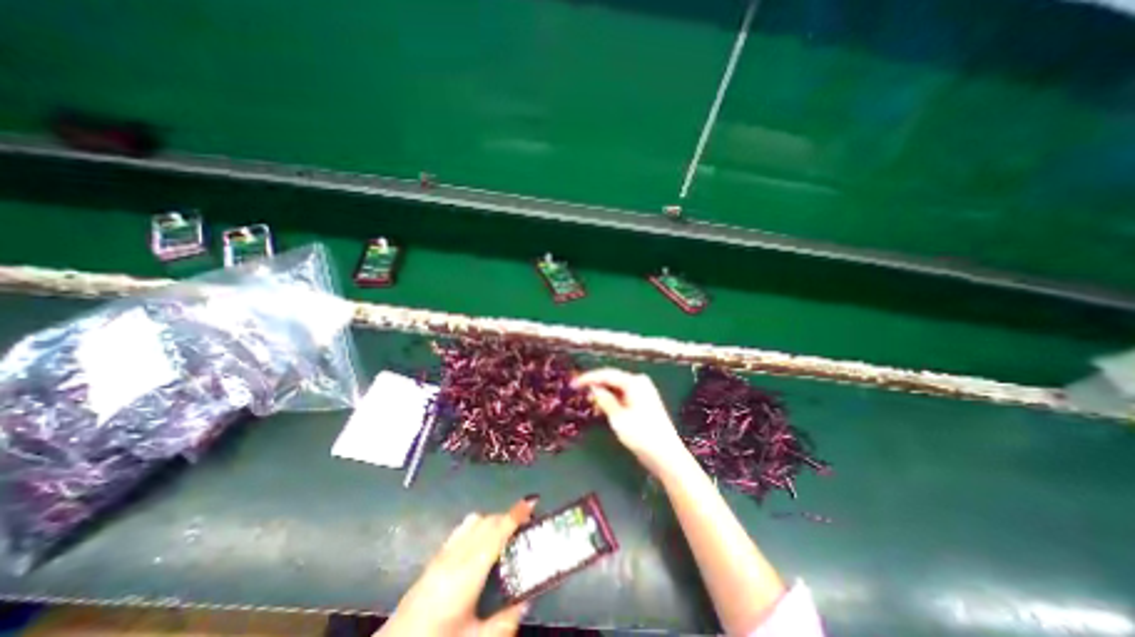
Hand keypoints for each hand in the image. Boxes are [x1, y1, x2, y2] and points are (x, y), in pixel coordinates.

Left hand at [382, 501, 537, 634]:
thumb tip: (526, 602)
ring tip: (504, 534)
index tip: (532, 502)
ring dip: (492, 520)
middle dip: (508, 516)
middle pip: (487, 521)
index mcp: (469, 570)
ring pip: (473, 522)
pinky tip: (479, 544)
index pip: (497, 531)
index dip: (516, 514)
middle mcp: (456, 554)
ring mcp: (442, 554)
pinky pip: (461, 530)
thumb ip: (504, 623)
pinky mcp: (433, 559)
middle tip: (525, 525)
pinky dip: (477, 527)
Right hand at [573, 368, 685, 476]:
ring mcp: (642, 392)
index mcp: (634, 382)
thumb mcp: (618, 418)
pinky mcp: (643, 402)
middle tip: (577, 390)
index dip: (588, 378)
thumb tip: (593, 388)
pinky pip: (622, 395)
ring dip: (602, 392)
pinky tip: (601, 407)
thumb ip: (605, 400)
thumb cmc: (642, 436)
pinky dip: (611, 399)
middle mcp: (639, 382)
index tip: (573, 383)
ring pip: (616, 387)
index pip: (606, 374)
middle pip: (612, 378)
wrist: (666, 456)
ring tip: (587, 400)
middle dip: (595, 384)